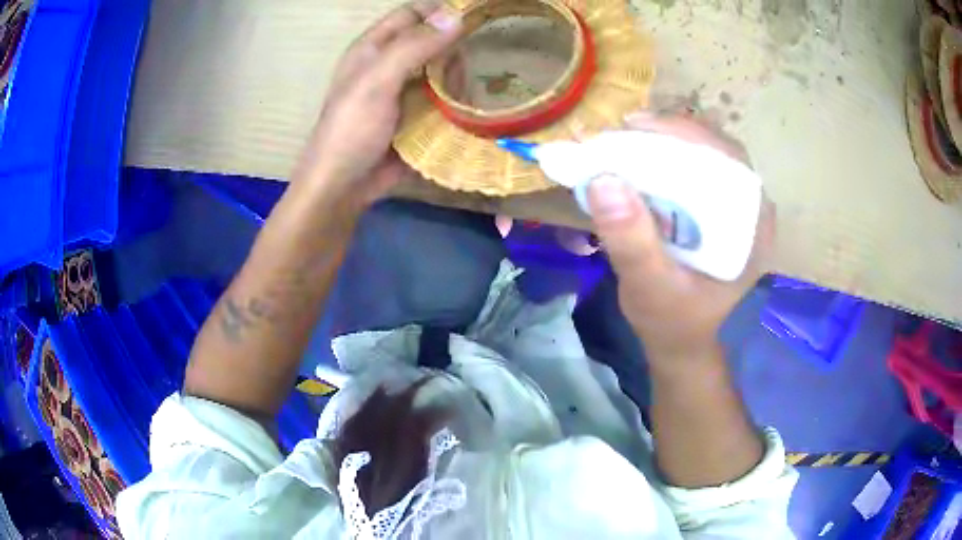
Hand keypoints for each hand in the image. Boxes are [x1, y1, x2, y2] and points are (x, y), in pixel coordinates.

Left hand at [294, 0, 461, 206]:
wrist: (343, 187)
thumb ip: (413, 47)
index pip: (412, 14)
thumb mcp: (377, 82)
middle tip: (470, 65)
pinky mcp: (416, 116)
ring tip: (466, 95)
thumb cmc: (351, 129)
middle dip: (454, 49)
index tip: (475, 18)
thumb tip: (456, 16)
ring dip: (458, 78)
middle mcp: (390, 64)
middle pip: (432, 41)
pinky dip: (458, 101)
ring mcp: (404, 91)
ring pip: (441, 71)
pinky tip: (471, 109)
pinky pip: (443, 99)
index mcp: (374, 48)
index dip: (440, 11)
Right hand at [588, 114, 775, 360]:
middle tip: (623, 132)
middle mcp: (751, 207)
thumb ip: (631, 243)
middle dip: (668, 133)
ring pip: (705, 151)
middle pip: (715, 148)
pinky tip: (640, 158)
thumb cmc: (672, 320)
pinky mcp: (719, 206)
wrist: (682, 340)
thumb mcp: (649, 288)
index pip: (726, 158)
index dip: (682, 134)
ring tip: (626, 141)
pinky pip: (696, 165)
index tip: (635, 129)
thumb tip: (603, 180)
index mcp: (752, 226)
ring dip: (665, 140)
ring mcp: (737, 204)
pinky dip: (666, 155)